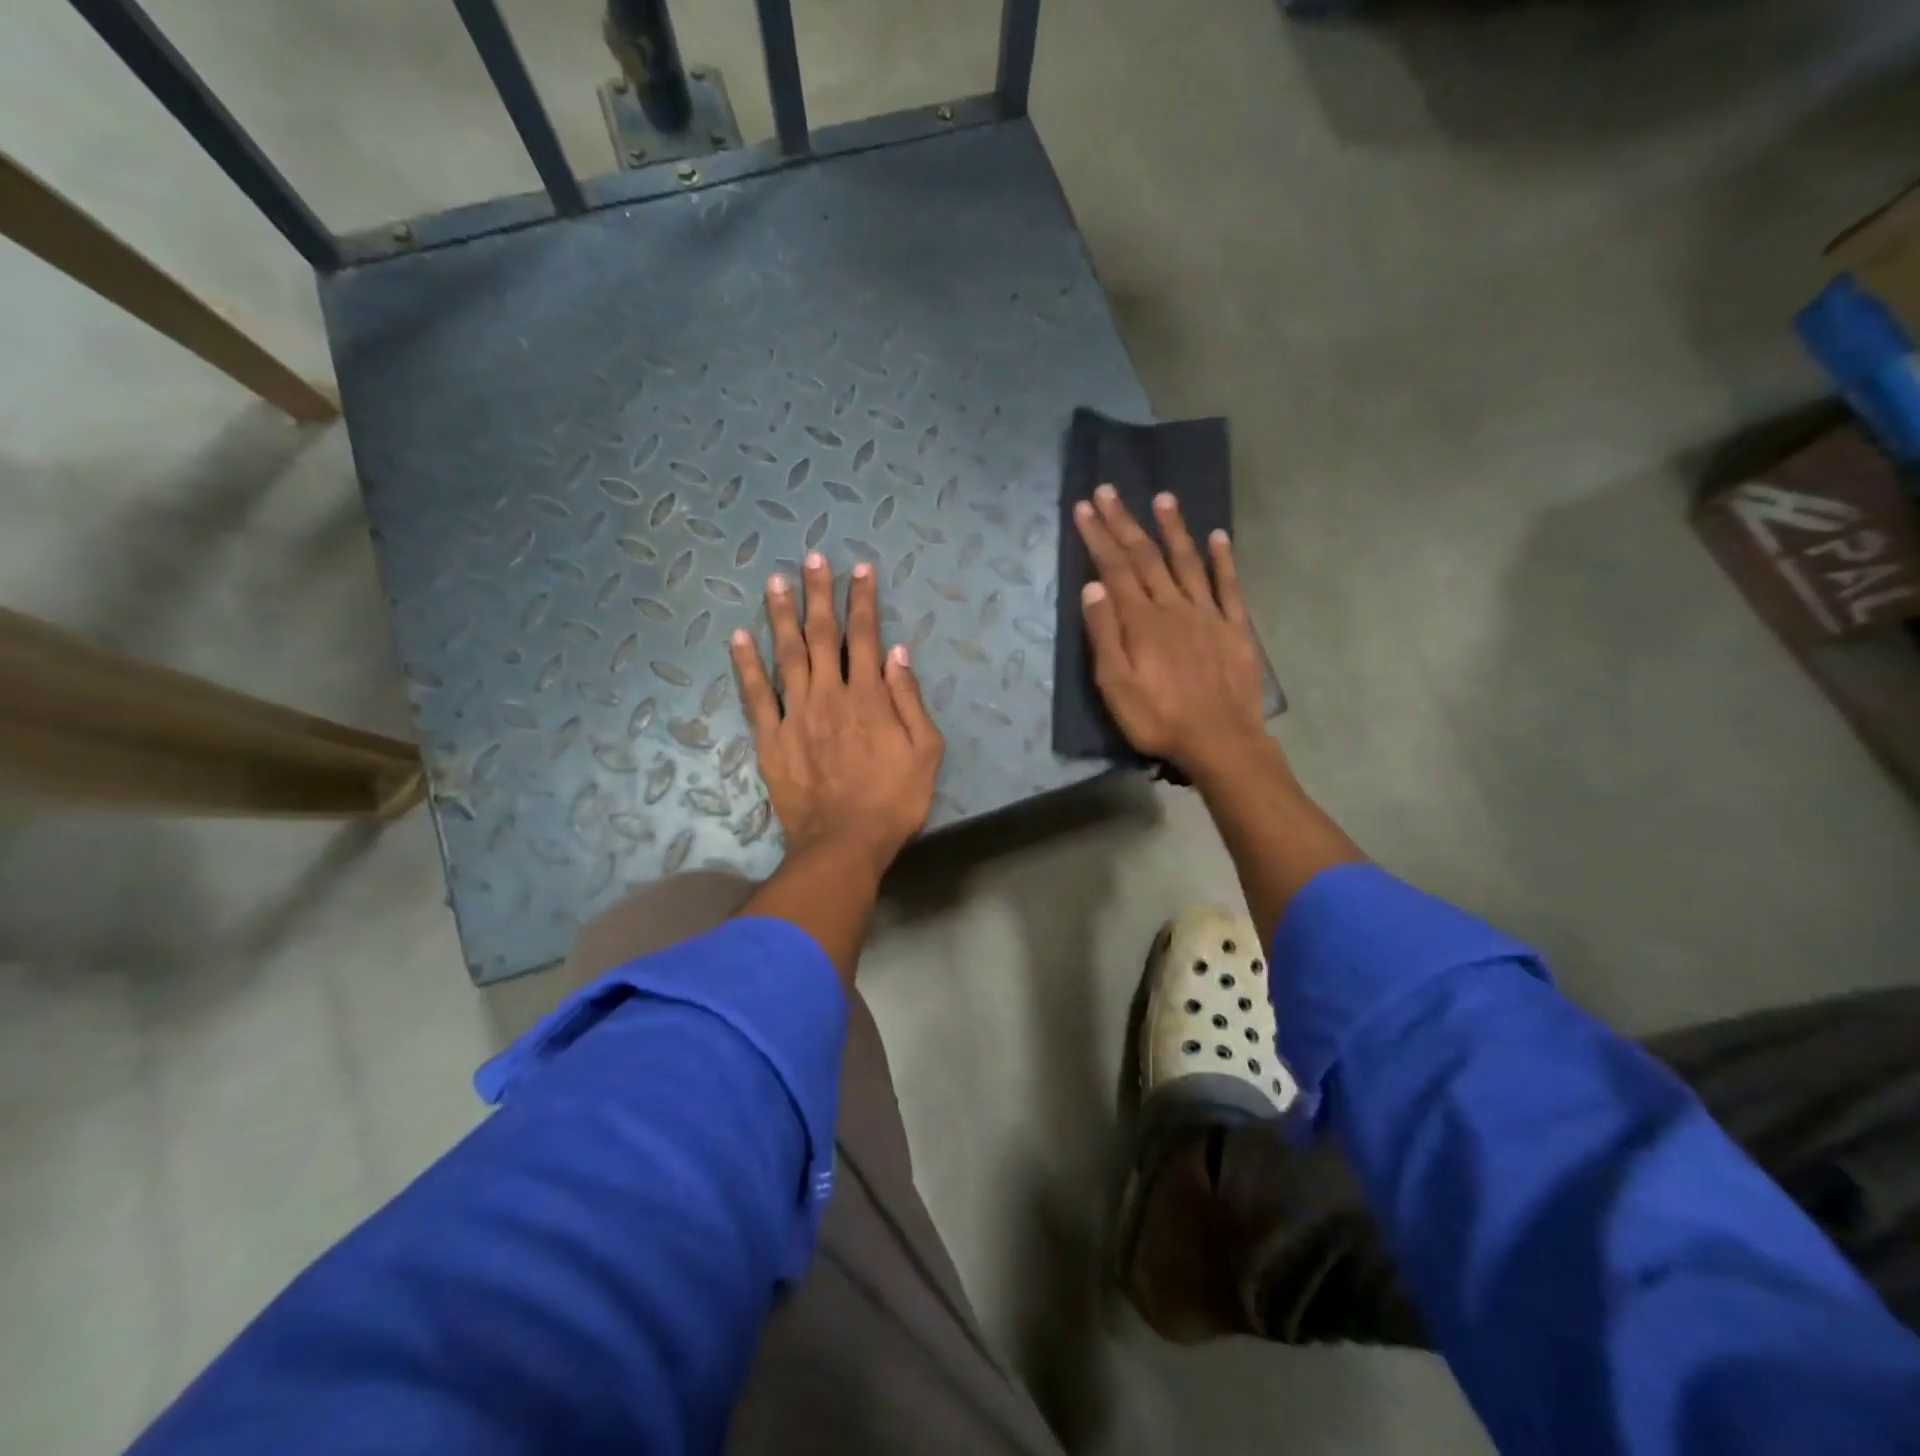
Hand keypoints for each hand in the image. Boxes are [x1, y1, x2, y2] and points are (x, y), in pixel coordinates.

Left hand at [731, 551, 944, 881]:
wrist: (844, 843)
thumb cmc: (893, 800)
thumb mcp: (925, 752)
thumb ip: (910, 700)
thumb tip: (897, 652)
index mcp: (869, 697)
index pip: (866, 636)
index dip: (863, 600)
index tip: (860, 568)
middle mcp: (830, 694)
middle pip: (822, 635)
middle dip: (818, 594)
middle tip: (811, 559)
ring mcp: (796, 714)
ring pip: (786, 654)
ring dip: (781, 616)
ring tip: (774, 582)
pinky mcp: (771, 738)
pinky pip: (755, 695)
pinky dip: (746, 665)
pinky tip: (738, 637)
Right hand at [1074, 485, 1266, 776]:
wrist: (1220, 741)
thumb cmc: (1158, 718)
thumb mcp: (1115, 685)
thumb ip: (1104, 634)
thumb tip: (1092, 585)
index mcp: (1141, 621)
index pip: (1114, 568)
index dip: (1098, 536)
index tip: (1084, 507)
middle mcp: (1173, 606)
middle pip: (1145, 557)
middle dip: (1124, 522)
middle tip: (1108, 490)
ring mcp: (1207, 614)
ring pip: (1187, 562)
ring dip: (1172, 529)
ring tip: (1162, 497)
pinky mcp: (1234, 627)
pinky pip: (1228, 586)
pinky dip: (1223, 559)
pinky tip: (1218, 536)